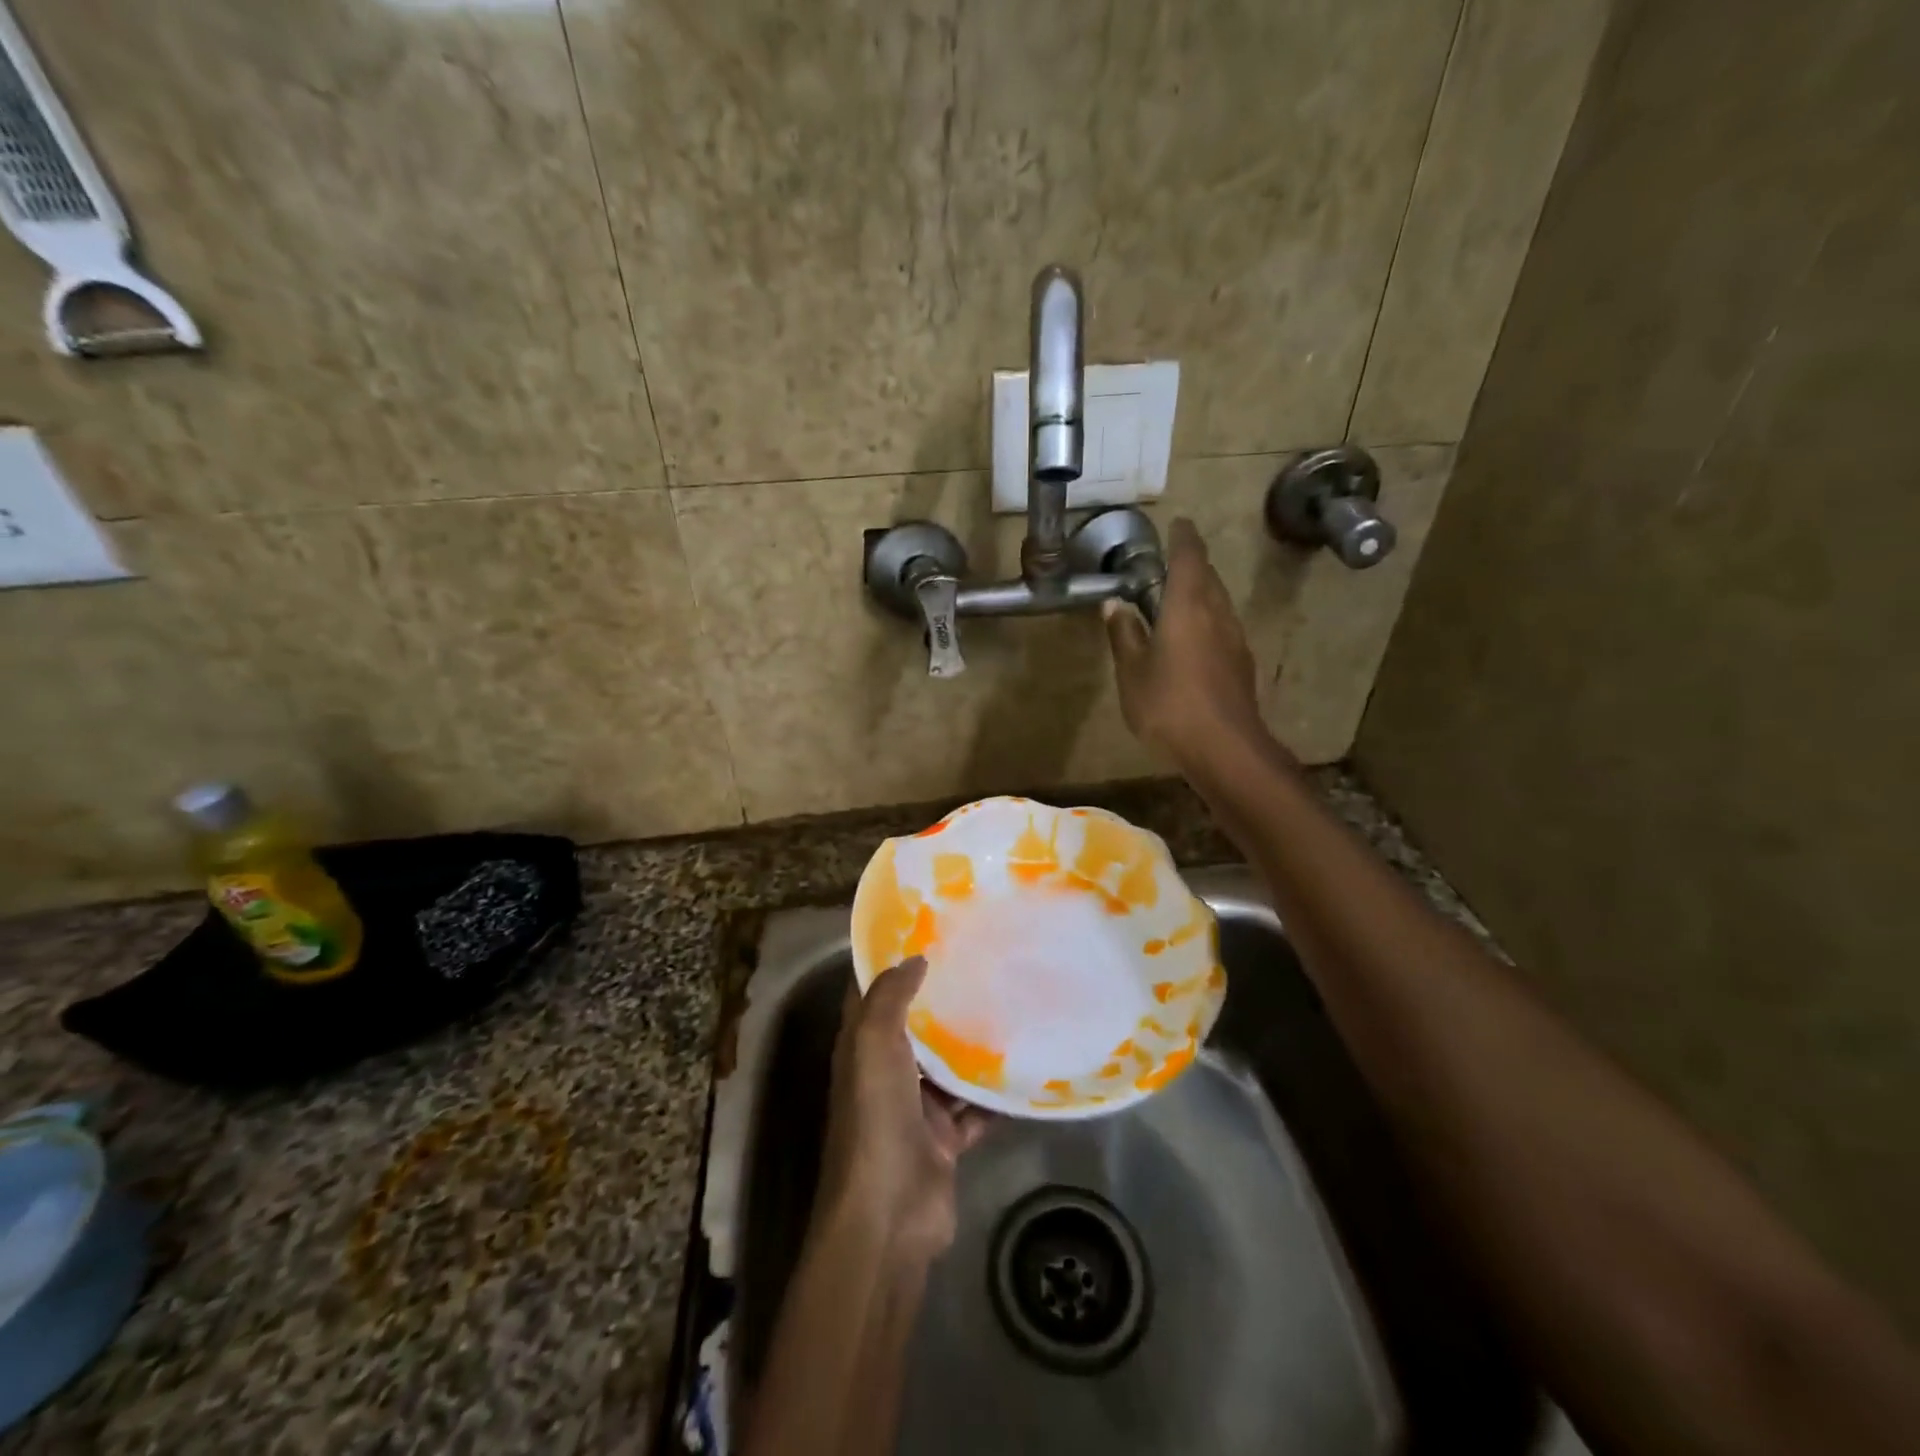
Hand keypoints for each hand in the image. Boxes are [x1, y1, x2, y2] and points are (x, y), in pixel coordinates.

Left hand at [816, 957, 991, 1260]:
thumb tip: (915, 957)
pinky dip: (995, 1093)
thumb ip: (890, 998)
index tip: (926, 931)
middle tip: (980, 961)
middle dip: (941, 998)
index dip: (891, 962)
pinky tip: (1023, 1064)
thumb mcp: (872, 1044)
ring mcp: (916, 1109)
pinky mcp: (945, 1140)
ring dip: (972, 1043)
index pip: (871, 993)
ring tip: (1009, 1002)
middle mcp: (886, 1073)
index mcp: (861, 1048)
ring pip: (948, 1066)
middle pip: (915, 1027)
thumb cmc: (875, 1118)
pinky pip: (975, 1108)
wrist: (889, 1215)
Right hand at [1102, 517, 1264, 764]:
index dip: (1183, 538)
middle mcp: (1217, 613)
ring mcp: (1234, 639)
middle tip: (1170, 563)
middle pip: (1207, 577)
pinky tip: (1194, 639)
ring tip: (1178, 599)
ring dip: (1201, 593)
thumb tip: (1114, 605)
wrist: (1224, 748)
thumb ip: (1124, 635)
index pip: (1188, 557)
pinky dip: (1207, 620)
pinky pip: (1222, 627)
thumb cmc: (1169, 705)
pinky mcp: (1241, 663)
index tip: (1177, 523)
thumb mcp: (1133, 672)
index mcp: (1188, 606)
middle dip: (1192, 565)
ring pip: (1218, 602)